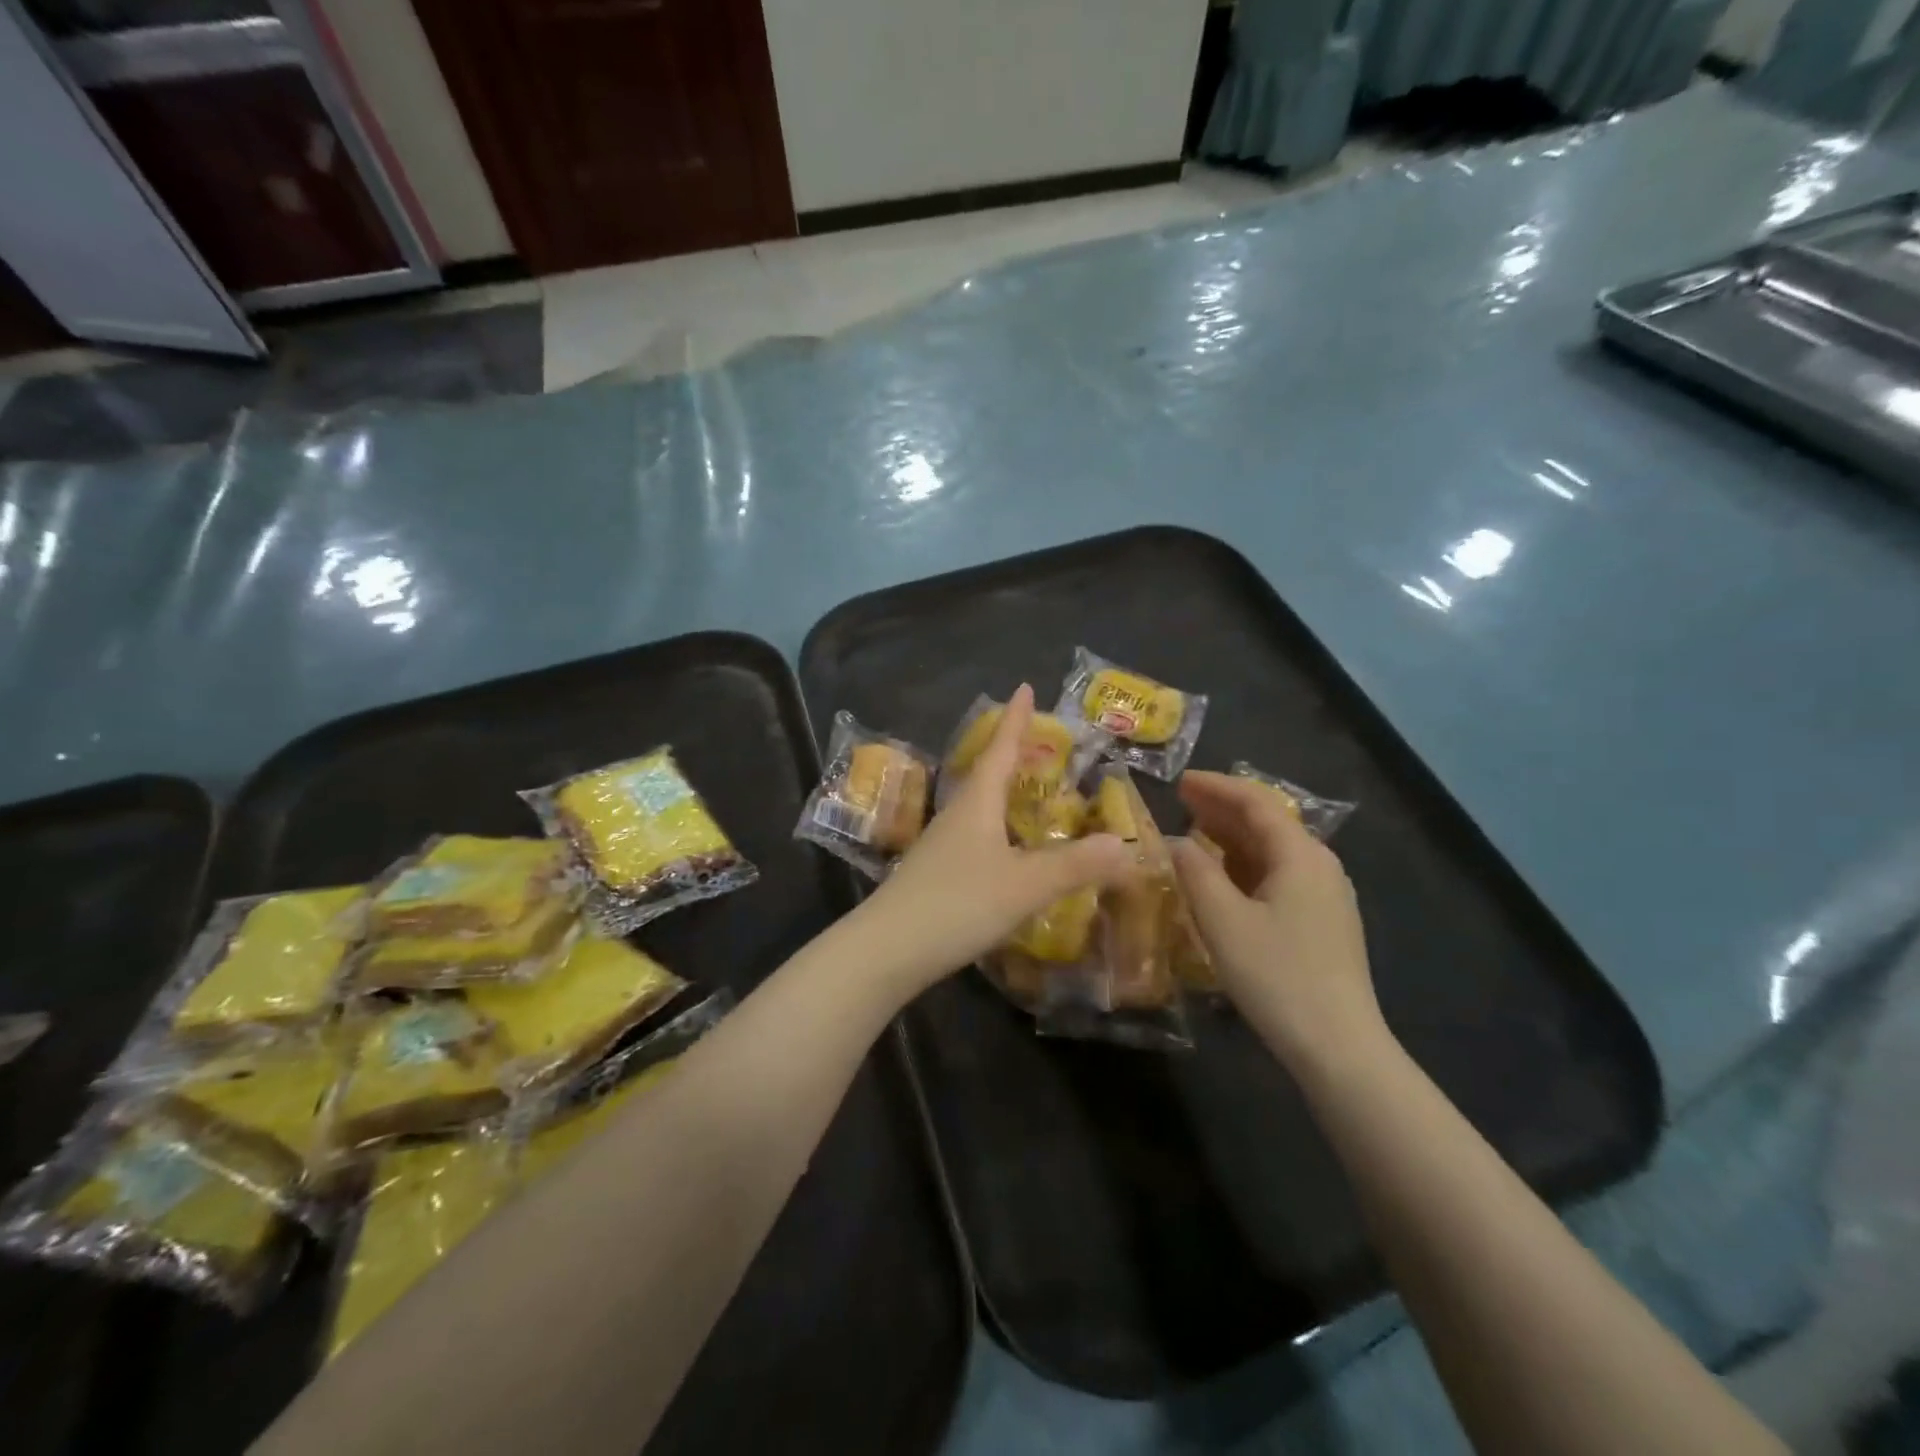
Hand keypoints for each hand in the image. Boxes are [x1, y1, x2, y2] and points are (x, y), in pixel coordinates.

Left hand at [852, 685, 1134, 996]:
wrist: (887, 950)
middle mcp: (957, 815)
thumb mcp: (1024, 885)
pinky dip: (999, 830)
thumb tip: (1125, 844)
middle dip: (1013, 754)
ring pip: (979, 807)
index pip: (1001, 750)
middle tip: (1040, 741)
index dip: (1016, 720)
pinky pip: (976, 837)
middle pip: (987, 774)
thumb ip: (1076, 866)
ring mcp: (942, 845)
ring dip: (1004, 793)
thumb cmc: (957, 904)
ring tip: (1029, 791)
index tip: (1025, 687)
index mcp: (977, 803)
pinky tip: (1009, 851)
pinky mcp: (936, 874)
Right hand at [1169, 771, 1387, 1075]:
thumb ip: (1194, 872)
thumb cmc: (1276, 975)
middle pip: (1267, 822)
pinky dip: (1245, 865)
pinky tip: (1222, 877)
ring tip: (1194, 832)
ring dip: (1232, 837)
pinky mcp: (1323, 922)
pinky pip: (1279, 875)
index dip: (1215, 787)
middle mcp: (1319, 865)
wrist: (1338, 1046)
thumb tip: (1176, 842)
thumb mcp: (1223, 920)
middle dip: (1222, 808)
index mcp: (1300, 854)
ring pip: (1273, 850)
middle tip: (1180, 801)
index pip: (1255, 802)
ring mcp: (1326, 895)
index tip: (1179, 781)